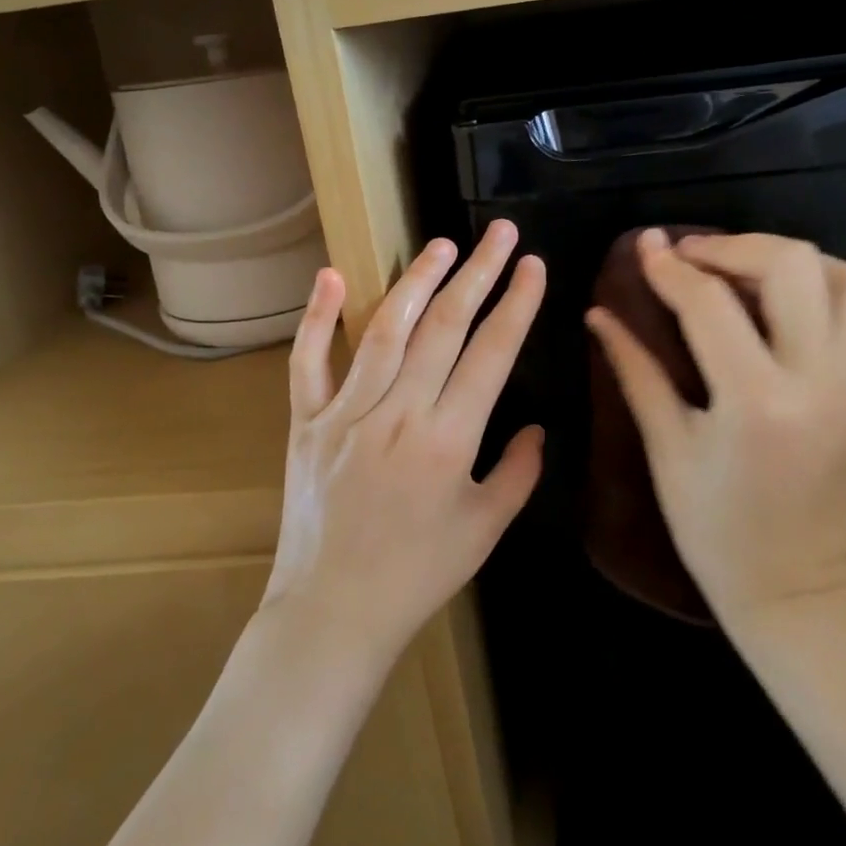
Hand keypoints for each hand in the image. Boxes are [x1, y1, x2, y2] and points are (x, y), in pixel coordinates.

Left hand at [263, 221, 546, 666]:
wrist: (333, 612)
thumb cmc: (418, 574)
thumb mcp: (485, 530)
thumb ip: (519, 473)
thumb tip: (538, 427)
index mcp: (447, 439)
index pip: (491, 354)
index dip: (516, 305)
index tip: (533, 266)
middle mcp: (398, 413)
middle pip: (443, 327)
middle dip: (478, 274)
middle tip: (499, 233)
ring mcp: (346, 412)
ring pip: (385, 330)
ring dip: (416, 280)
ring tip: (442, 244)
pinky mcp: (307, 421)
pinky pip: (307, 361)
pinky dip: (318, 317)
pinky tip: (333, 275)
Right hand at [586, 229, 845, 633]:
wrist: (797, 586)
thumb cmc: (715, 529)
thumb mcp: (666, 447)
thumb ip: (635, 370)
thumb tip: (599, 315)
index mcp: (755, 400)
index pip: (710, 304)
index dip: (669, 267)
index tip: (644, 245)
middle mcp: (815, 377)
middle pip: (789, 265)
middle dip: (730, 246)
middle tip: (687, 256)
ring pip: (838, 273)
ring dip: (779, 255)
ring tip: (732, 265)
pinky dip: (817, 278)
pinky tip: (773, 292)